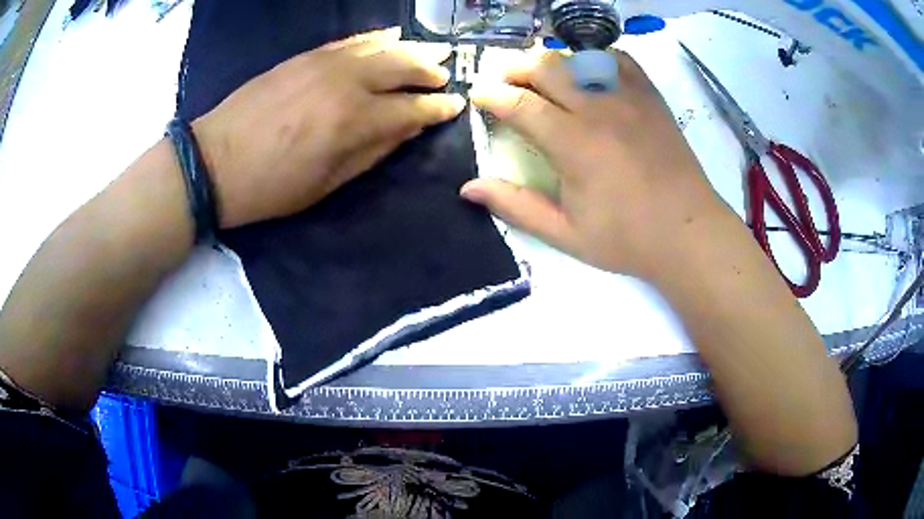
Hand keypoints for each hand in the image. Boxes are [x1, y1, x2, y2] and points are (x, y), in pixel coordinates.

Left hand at [192, 27, 465, 228]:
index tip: (455, 106)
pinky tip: (390, 36)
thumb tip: (408, 129)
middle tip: (445, 75)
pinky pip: (350, 40)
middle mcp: (346, 82)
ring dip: (410, 49)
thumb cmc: (271, 186)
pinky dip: (376, 37)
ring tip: (429, 52)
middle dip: (429, 70)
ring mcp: (324, 63)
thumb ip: (373, 152)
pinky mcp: (305, 56)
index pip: (411, 108)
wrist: (213, 161)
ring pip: (380, 46)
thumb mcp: (326, 184)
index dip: (437, 108)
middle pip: (402, 66)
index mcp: (353, 121)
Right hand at [461, 50, 727, 277]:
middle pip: (545, 67)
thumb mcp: (566, 233)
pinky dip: (595, 59)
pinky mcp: (650, 97)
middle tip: (505, 83)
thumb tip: (468, 187)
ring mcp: (628, 98)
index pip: (519, 104)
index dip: (491, 96)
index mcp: (573, 144)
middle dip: (515, 68)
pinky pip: (618, 60)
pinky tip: (589, 74)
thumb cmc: (627, 239)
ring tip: (542, 78)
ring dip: (551, 62)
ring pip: (578, 58)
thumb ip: (516, 206)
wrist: (688, 232)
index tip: (479, 96)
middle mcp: (598, 109)